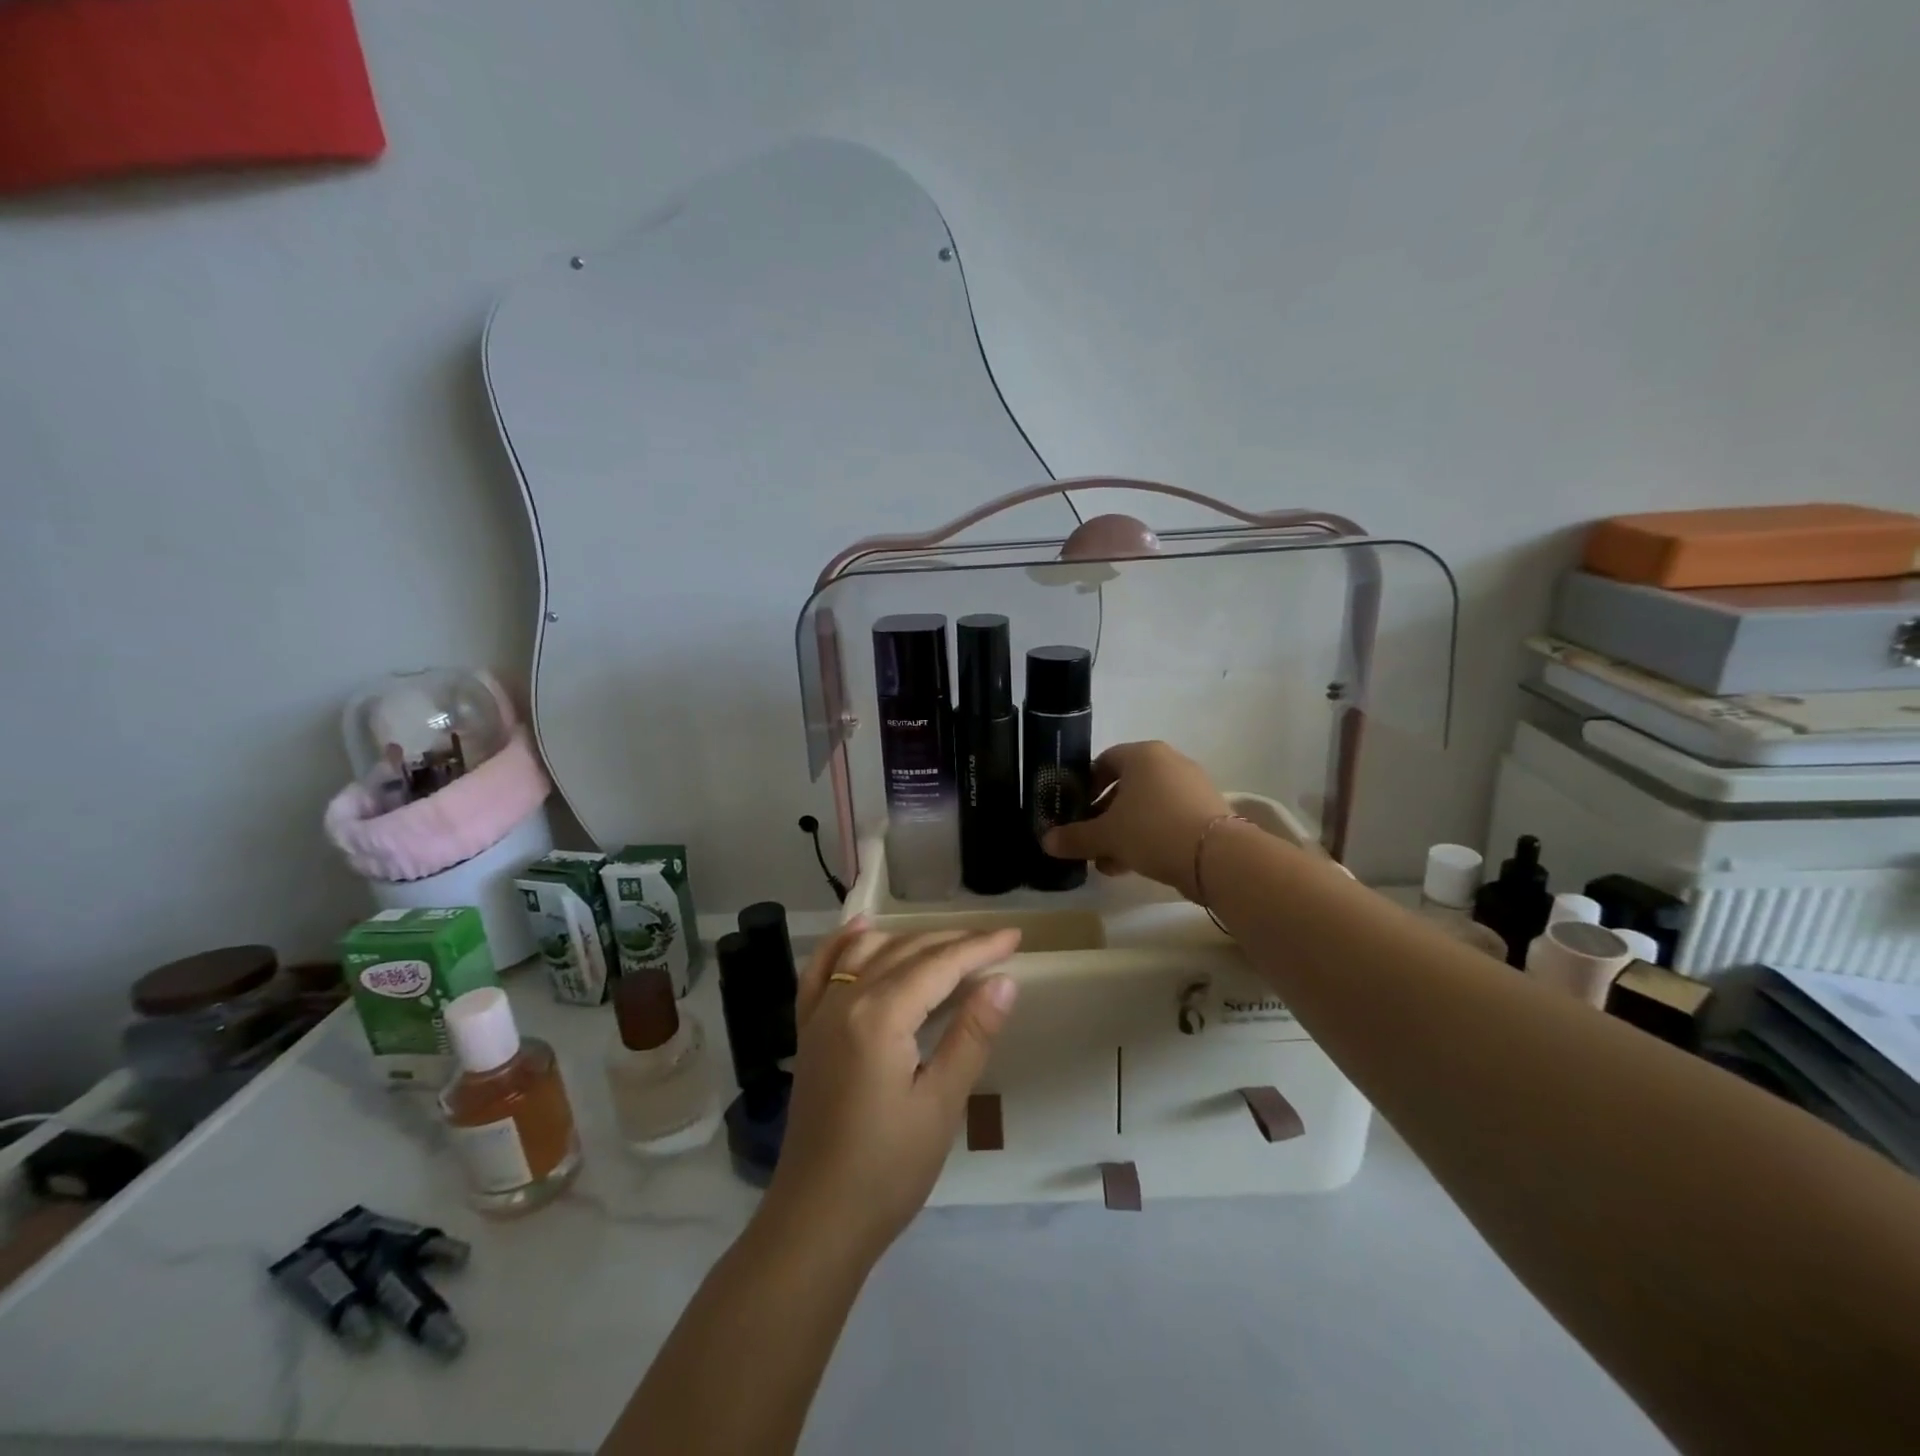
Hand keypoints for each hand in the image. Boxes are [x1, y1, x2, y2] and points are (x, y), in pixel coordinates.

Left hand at [762, 920, 1021, 1256]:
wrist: (817, 1219)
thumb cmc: (888, 1169)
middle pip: (905, 952)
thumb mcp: (941, 1104)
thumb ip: (971, 1035)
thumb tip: (1004, 980)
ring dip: (908, 939)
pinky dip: (842, 944)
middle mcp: (845, 1000)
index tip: (1015, 937)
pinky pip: (821, 970)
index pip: (938, 965)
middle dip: (953, 942)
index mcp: (880, 1016)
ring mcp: (820, 1013)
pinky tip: (861, 930)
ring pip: (867, 953)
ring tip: (947, 941)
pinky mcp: (807, 1031)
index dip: (979, 948)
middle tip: (995, 942)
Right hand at [1041, 740, 1229, 899]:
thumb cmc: (1152, 830)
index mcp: (1143, 754)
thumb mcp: (1106, 836)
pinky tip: (1133, 865)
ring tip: (1107, 861)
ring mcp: (1192, 786)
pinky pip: (1168, 819)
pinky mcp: (1208, 812)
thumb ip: (1075, 837)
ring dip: (1124, 831)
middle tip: (1089, 840)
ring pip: (1147, 806)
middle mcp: (1169, 762)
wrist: (1217, 857)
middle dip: (1104, 815)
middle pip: (1126, 786)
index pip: (1104, 761)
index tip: (1075, 812)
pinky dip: (1149, 837)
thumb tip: (1046, 841)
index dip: (1085, 786)